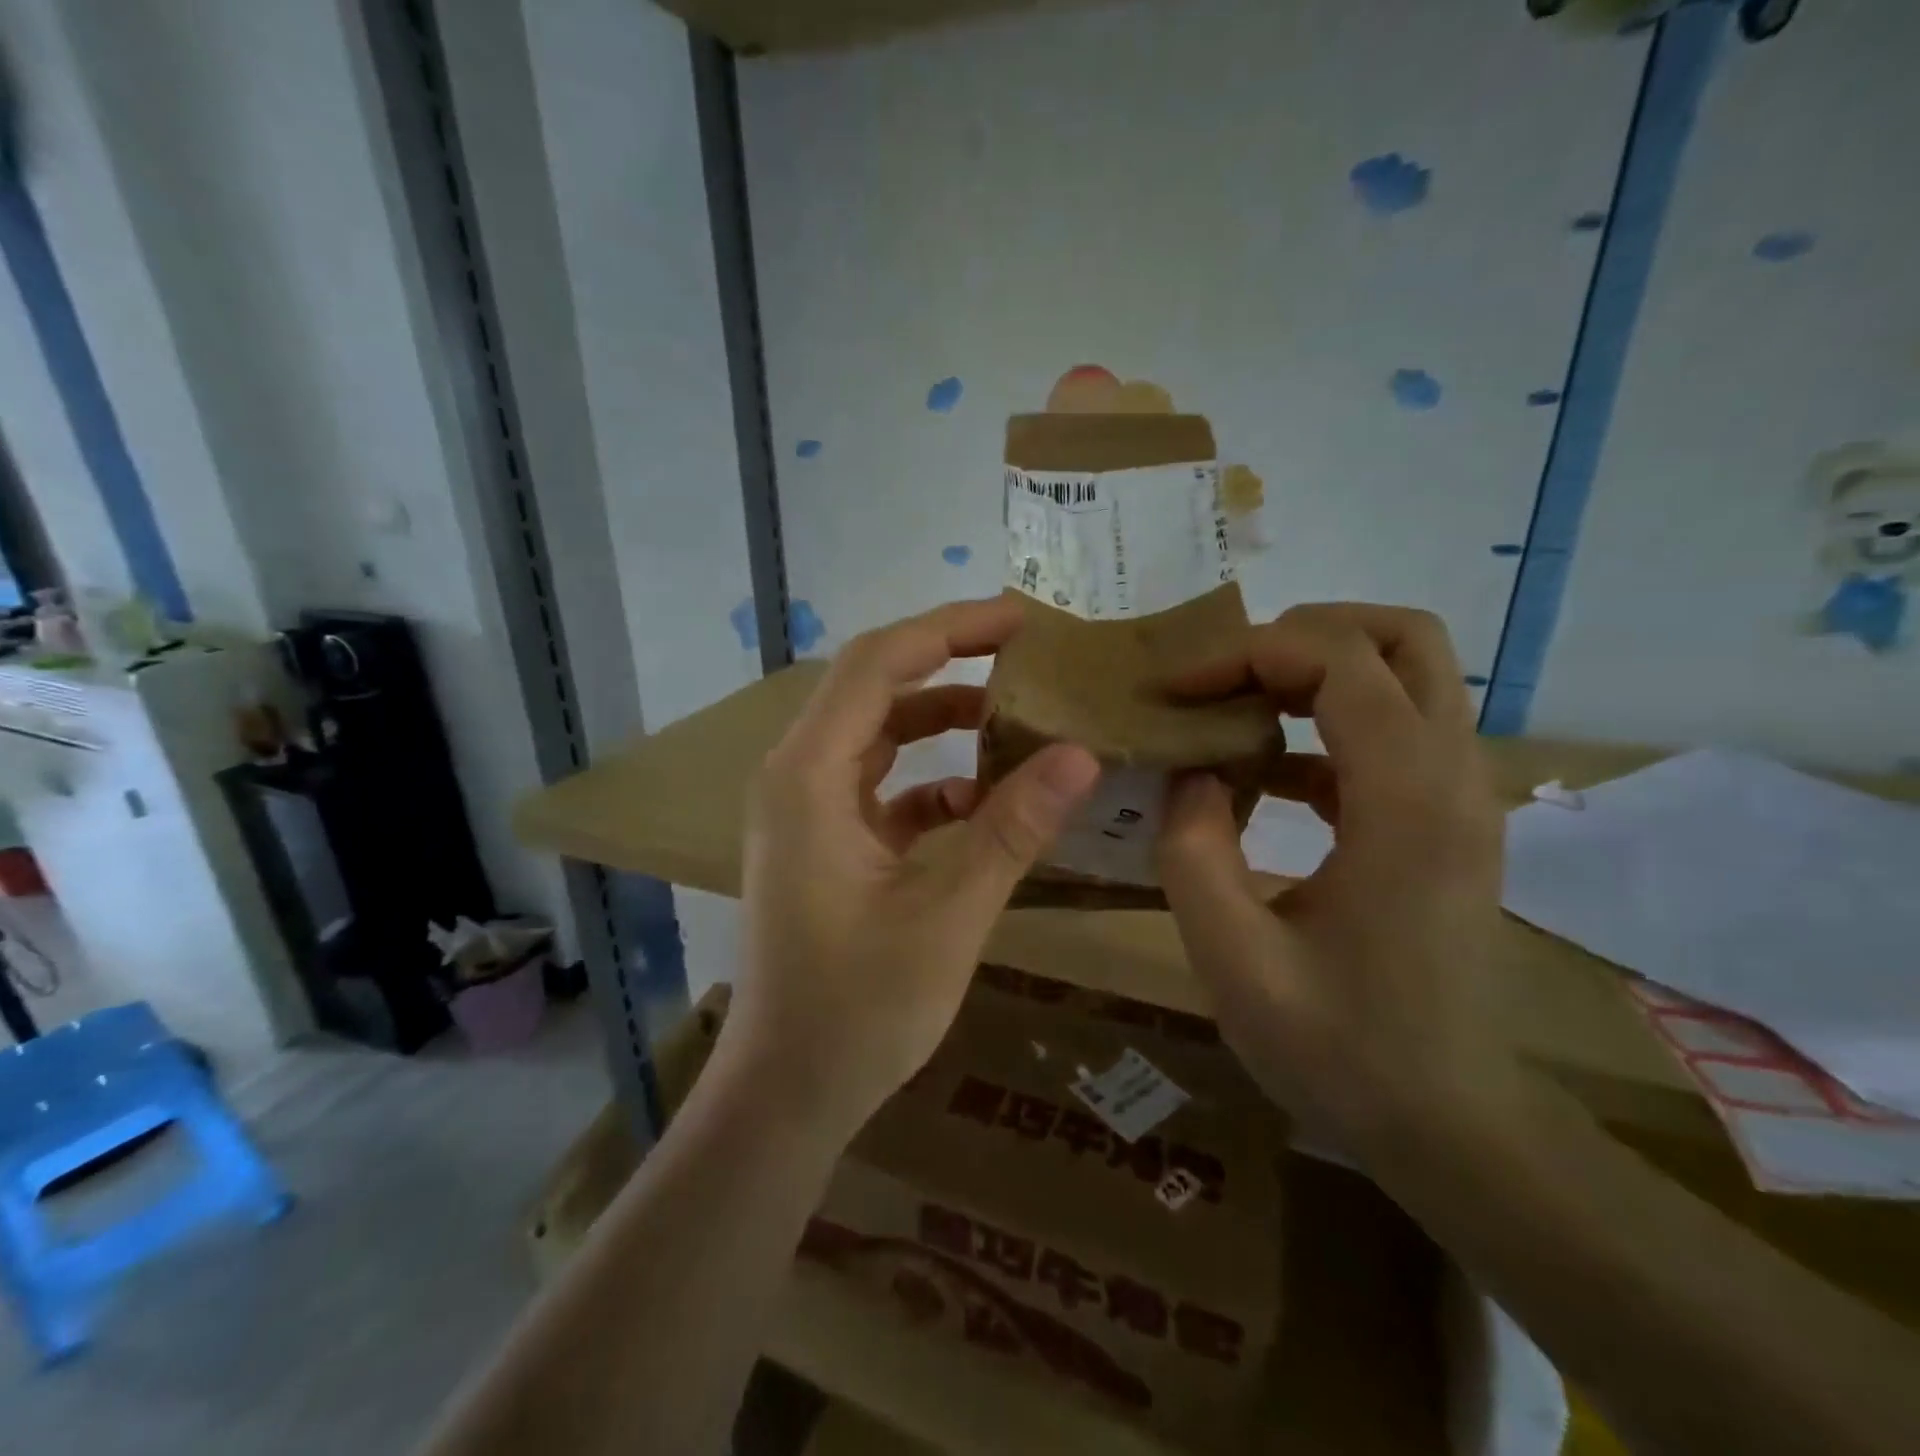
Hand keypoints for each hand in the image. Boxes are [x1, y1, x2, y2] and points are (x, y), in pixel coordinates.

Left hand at [724, 597, 1100, 1141]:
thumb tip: (1081, 755)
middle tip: (1027, 655)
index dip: (950, 629)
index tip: (1020, 619)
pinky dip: (931, 782)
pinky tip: (983, 805)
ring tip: (1015, 717)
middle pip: (874, 687)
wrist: (787, 1093)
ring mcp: (807, 810)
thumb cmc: (857, 1010)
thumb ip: (1011, 829)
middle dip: (949, 662)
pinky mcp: (824, 842)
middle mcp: (797, 776)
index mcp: (809, 776)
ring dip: (941, 720)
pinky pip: (880, 787)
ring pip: (878, 735)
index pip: (879, 664)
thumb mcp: (947, 915)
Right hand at [1154, 604, 1512, 1151]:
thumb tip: (1186, 770)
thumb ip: (1193, 849)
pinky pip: (1390, 729)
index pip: (1341, 662)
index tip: (1178, 690)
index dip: (1248, 655)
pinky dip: (1325, 721)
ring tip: (1233, 711)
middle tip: (1224, 676)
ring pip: (1406, 672)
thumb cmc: (1339, 1048)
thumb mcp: (1233, 957)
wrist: (1447, 1121)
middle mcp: (1452, 778)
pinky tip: (1264, 773)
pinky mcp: (1443, 818)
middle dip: (1301, 635)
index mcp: (1407, 804)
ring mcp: (1459, 795)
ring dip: (1314, 670)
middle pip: (1402, 637)